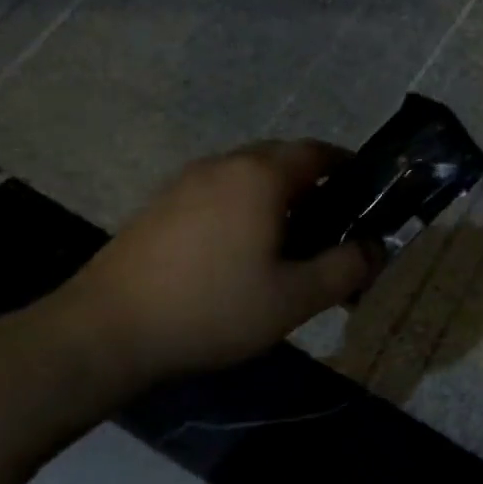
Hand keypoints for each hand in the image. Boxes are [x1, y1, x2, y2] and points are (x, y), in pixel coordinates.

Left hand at [47, 142, 375, 380]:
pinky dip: (243, 209)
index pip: (318, 151)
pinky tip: (239, 254)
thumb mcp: (294, 298)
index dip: (349, 168)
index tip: (367, 196)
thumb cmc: (212, 308)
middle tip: (332, 228)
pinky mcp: (160, 205)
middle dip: (314, 186)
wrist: (105, 331)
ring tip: (288, 245)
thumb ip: (345, 269)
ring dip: (277, 199)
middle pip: (283, 160)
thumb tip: (377, 249)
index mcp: (261, 175)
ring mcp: (186, 182)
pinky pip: (218, 193)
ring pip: (248, 177)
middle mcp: (224, 164)